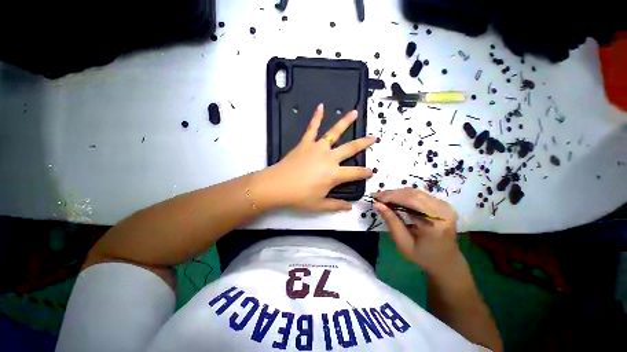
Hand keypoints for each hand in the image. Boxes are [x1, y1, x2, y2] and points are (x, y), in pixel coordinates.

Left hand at [267, 104, 374, 211]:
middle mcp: (329, 158)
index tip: (372, 171)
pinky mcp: (305, 143)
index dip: (365, 173)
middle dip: (364, 143)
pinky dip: (316, 117)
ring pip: (334, 132)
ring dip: (345, 122)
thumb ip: (336, 205)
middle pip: (351, 148)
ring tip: (355, 112)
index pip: (355, 173)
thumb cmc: (299, 197)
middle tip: (374, 138)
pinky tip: (321, 106)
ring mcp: (317, 148)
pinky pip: (312, 128)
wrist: (277, 186)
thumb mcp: (320, 205)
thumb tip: (350, 206)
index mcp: (334, 174)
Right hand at [373, 187, 461, 274]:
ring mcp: (445, 206)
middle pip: (412, 194)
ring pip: (415, 192)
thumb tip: (377, 204)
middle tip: (377, 196)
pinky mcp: (442, 204)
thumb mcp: (404, 244)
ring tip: (383, 197)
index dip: (391, 197)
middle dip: (392, 194)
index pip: (410, 201)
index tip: (375, 197)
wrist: (447, 261)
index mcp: (435, 224)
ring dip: (397, 193)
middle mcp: (443, 211)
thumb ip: (392, 222)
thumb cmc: (423, 256)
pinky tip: (395, 198)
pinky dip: (404, 195)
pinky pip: (419, 194)